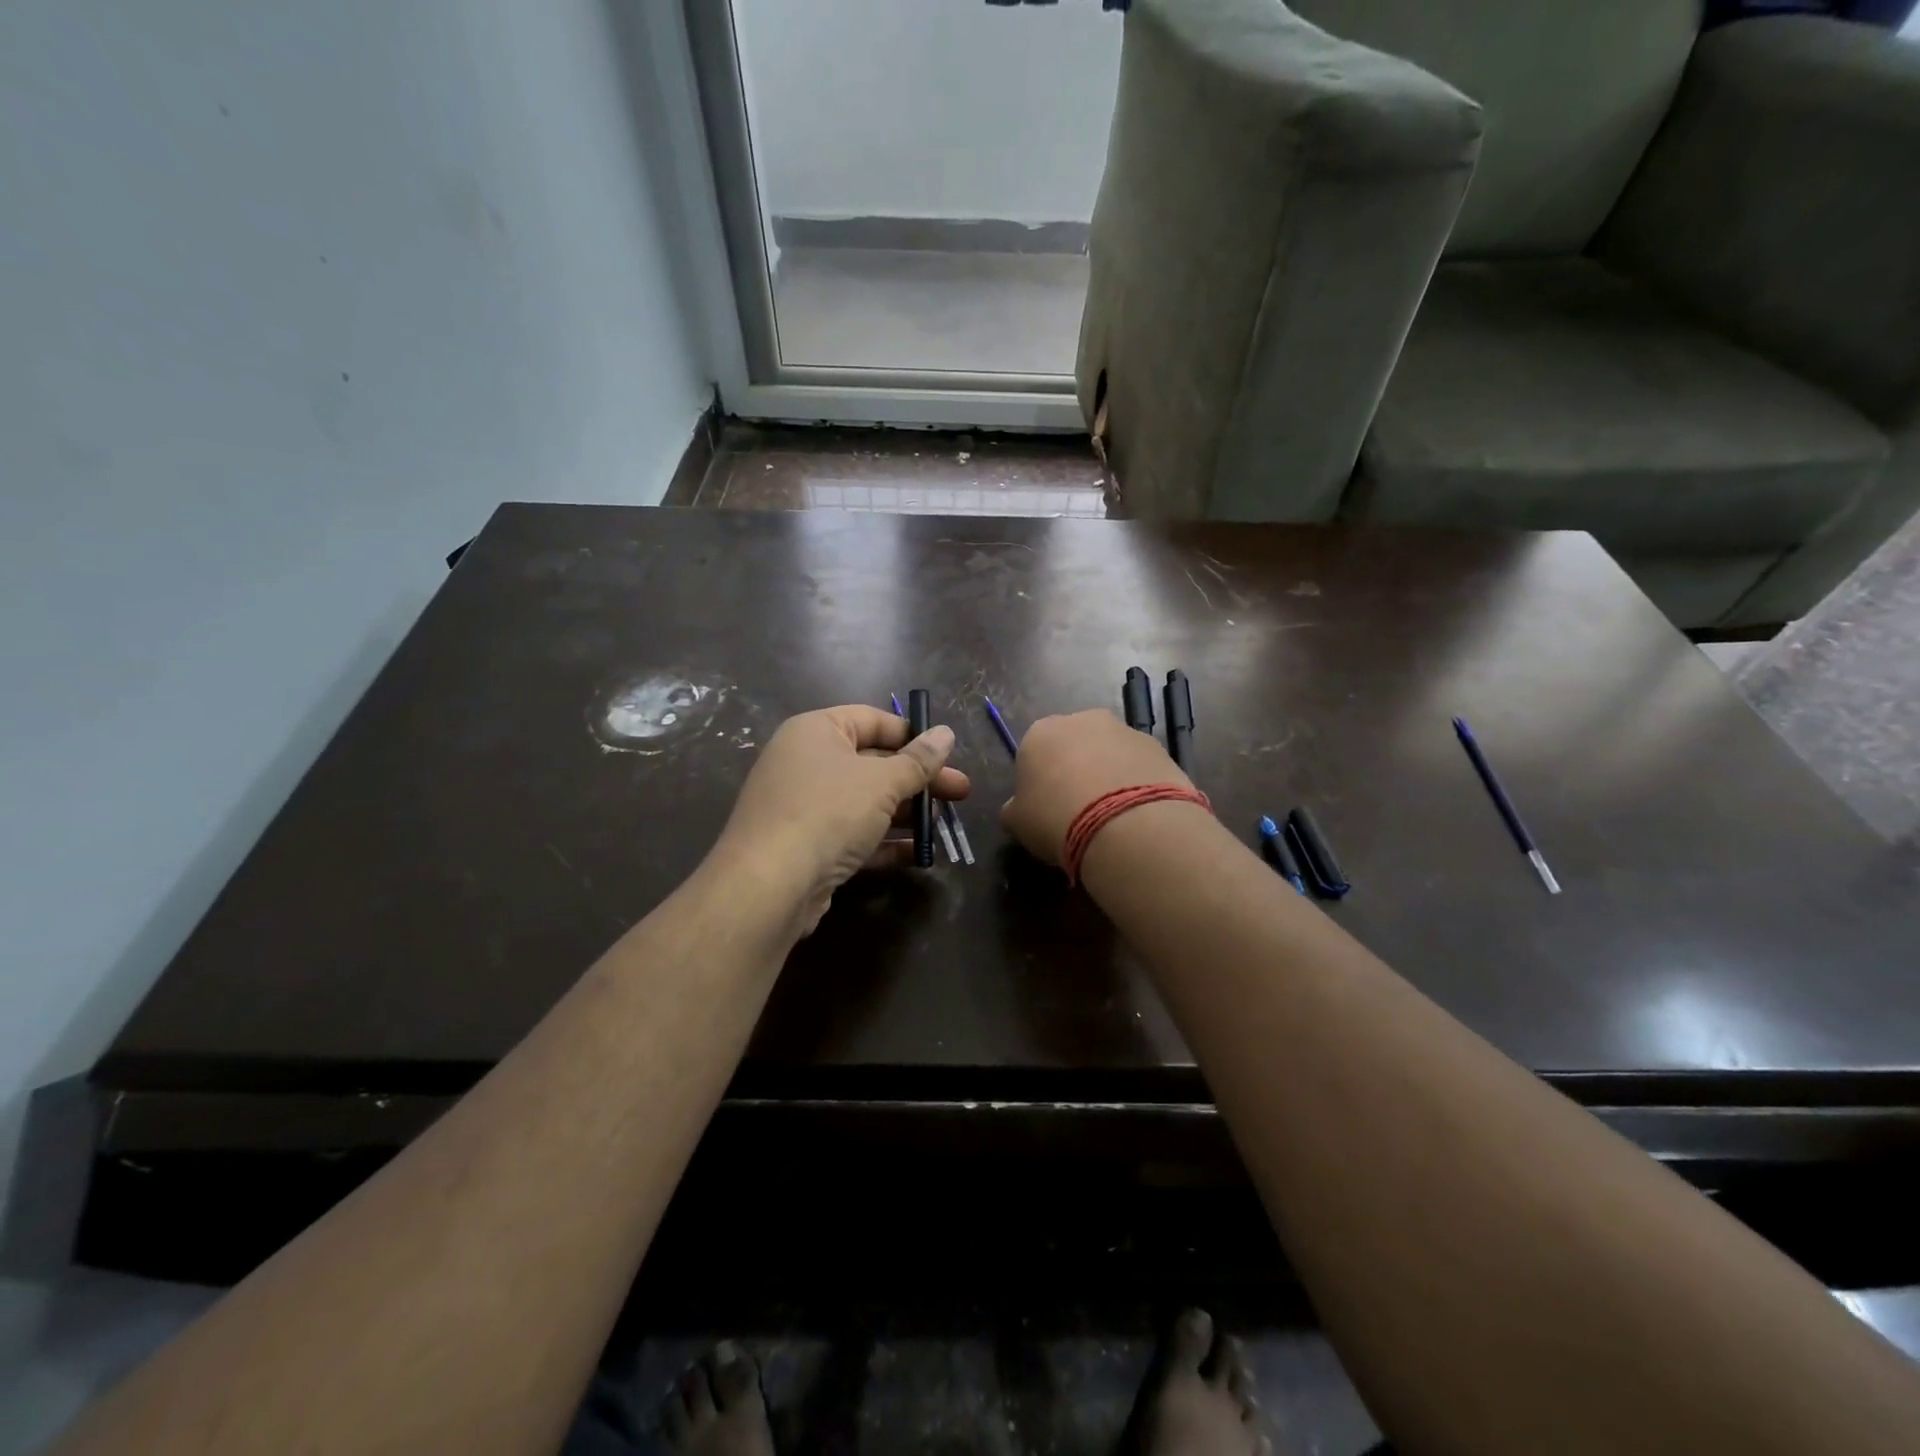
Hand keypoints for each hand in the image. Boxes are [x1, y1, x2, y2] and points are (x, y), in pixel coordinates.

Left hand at [717, 705, 969, 932]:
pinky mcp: (807, 846)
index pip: (872, 720)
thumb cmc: (827, 813)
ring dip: (906, 813)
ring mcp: (804, 806)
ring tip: (943, 825)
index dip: (912, 735)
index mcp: (816, 731)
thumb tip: (946, 734)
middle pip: (873, 763)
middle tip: (961, 793)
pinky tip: (918, 853)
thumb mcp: (882, 782)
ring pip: (865, 802)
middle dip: (918, 780)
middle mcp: (806, 762)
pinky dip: (884, 841)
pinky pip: (853, 834)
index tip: (947, 754)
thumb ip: (918, 761)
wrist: (768, 885)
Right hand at [1000, 708, 1191, 866]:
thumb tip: (1019, 808)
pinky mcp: (1158, 746)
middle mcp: (1081, 720)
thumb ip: (1015, 808)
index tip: (1046, 808)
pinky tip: (1136, 814)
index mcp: (1039, 732)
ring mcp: (1123, 730)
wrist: (1126, 824)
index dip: (1039, 780)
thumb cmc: (1056, 819)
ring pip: (1109, 753)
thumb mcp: (1018, 822)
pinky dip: (1137, 784)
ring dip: (1108, 775)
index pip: (1033, 752)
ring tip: (1112, 816)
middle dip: (1075, 770)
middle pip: (1073, 745)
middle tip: (1079, 810)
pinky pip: (1139, 766)